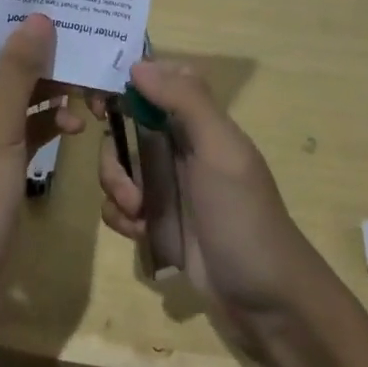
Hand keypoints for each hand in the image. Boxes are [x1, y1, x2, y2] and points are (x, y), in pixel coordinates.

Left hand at [0, 14, 85, 301]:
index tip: (36, 1)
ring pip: (7, 104)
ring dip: (42, 94)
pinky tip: (74, 123)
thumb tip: (37, 17)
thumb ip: (18, 70)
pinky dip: (42, 126)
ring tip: (82, 81)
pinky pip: (16, 134)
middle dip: (30, 61)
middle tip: (70, 36)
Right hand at [98, 61, 334, 351]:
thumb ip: (185, 101)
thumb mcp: (220, 151)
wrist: (266, 302)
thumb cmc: (243, 216)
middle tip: (120, 176)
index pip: (157, 83)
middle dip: (113, 149)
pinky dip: (120, 216)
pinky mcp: (156, 222)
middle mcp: (179, 147)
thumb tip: (138, 64)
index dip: (127, 83)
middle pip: (125, 126)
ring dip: (115, 186)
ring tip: (136, 212)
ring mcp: (166, 186)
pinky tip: (137, 233)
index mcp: (198, 122)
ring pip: (117, 166)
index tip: (101, 98)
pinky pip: (119, 205)